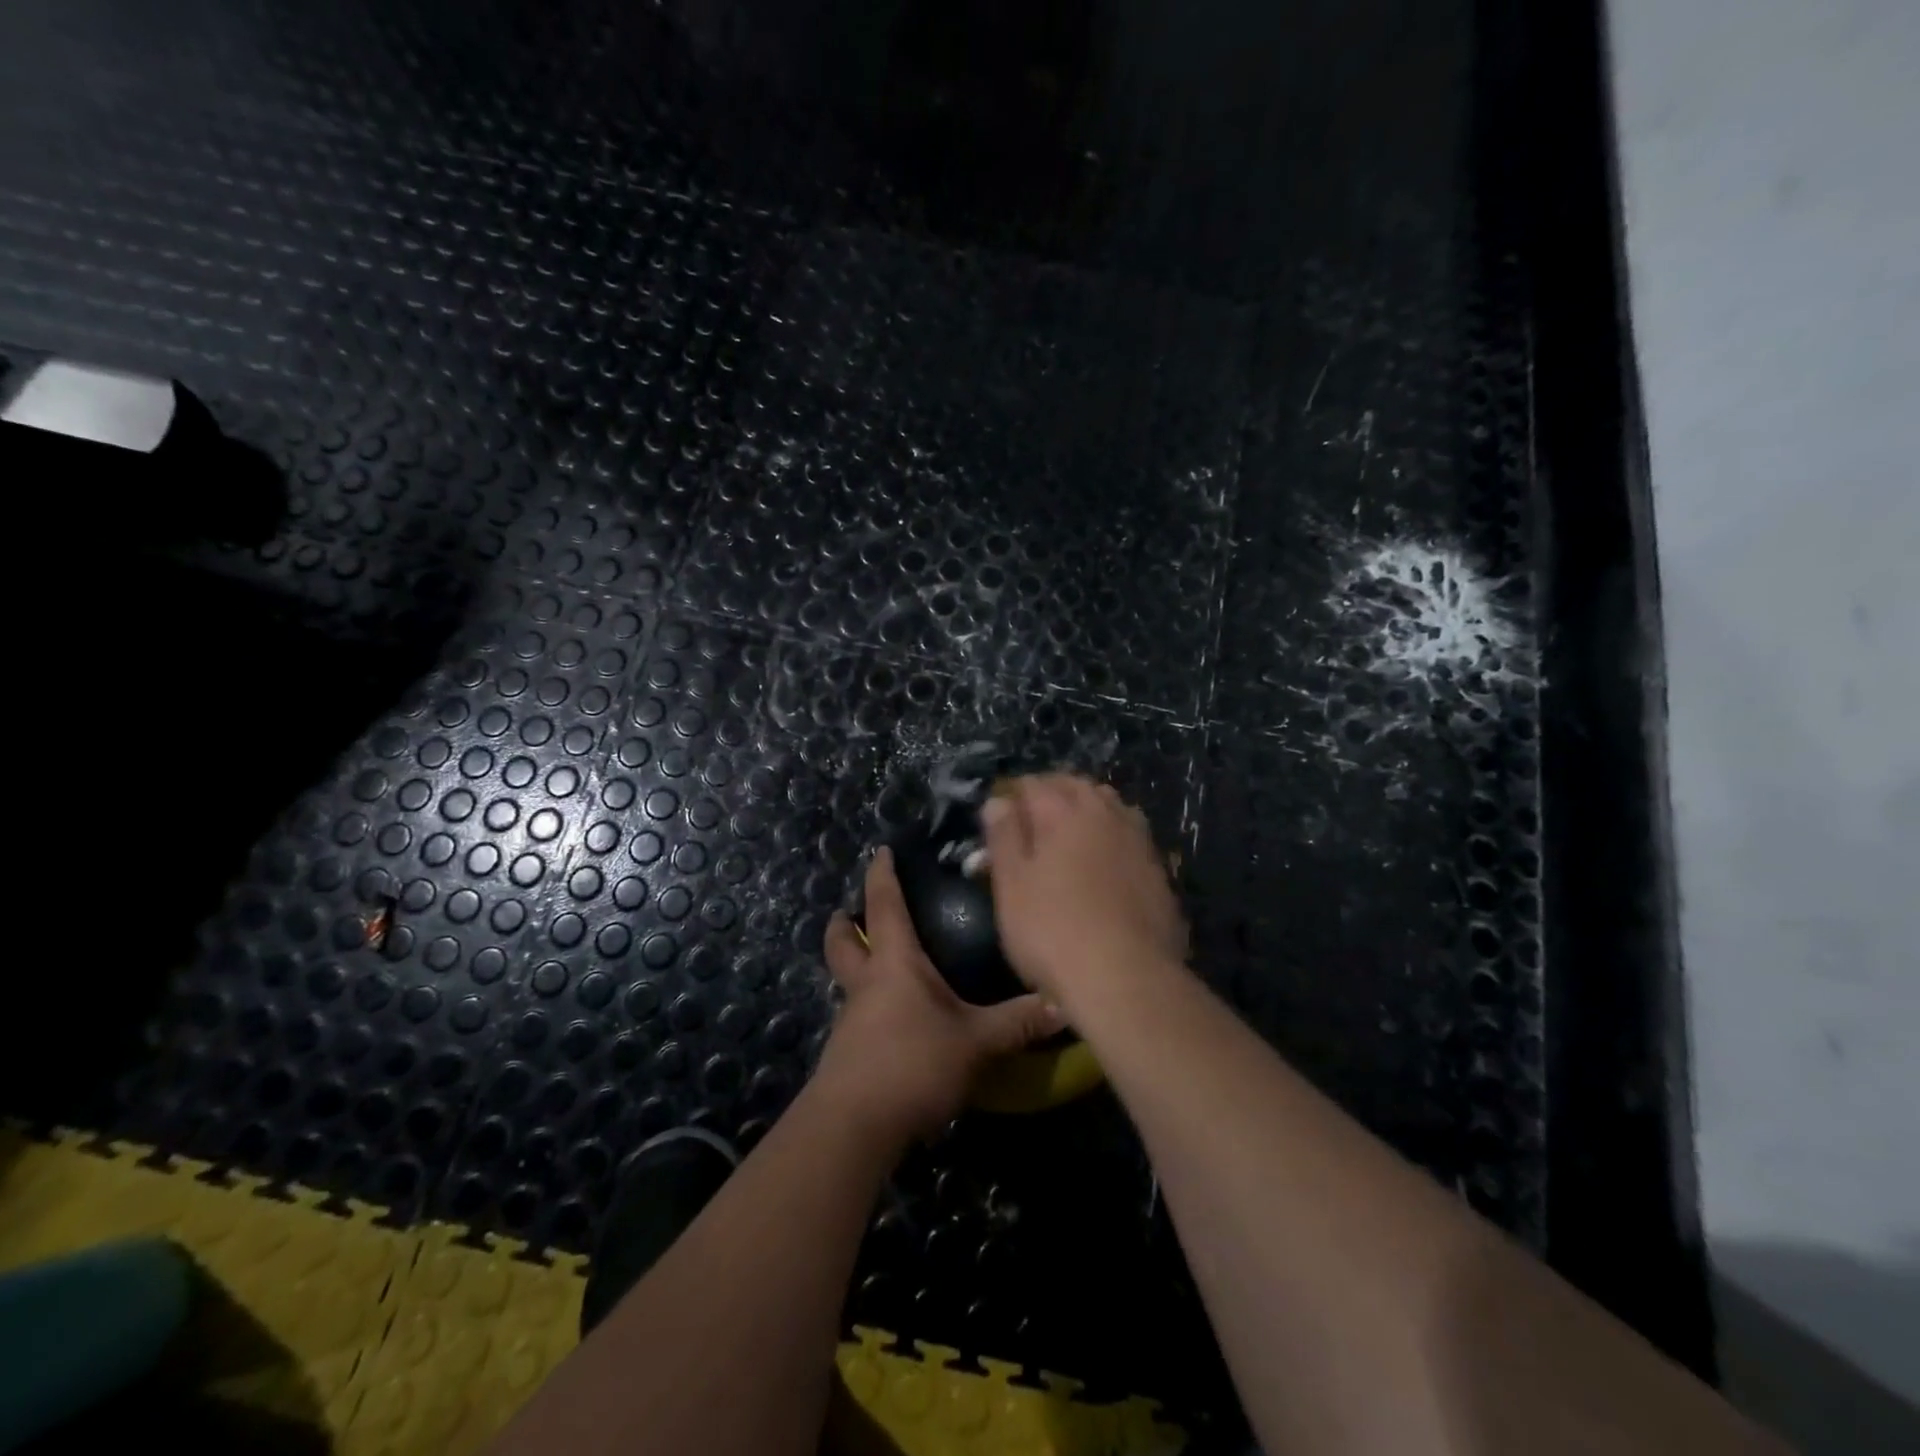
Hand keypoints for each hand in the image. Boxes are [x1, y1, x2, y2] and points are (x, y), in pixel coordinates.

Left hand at [815, 847, 1065, 1147]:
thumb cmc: (914, 1063)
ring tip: (886, 969)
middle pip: (843, 944)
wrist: (855, 1126)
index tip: (880, 852)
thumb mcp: (976, 1042)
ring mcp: (852, 1021)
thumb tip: (1062, 1003)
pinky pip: (858, 1018)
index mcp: (895, 964)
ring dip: (858, 967)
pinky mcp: (848, 1055)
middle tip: (848, 912)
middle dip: (844, 924)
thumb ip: (1018, 1022)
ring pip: (849, 981)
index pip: (885, 906)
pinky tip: (897, 1024)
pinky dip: (871, 1009)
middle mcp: (867, 984)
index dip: (882, 876)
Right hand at [981, 774, 1186, 1007]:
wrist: (1127, 979)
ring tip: (1069, 834)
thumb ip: (1004, 836)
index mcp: (1064, 811)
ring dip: (1088, 809)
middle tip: (1032, 819)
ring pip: (1110, 806)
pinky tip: (1105, 862)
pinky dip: (1113, 836)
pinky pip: (1130, 836)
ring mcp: (1138, 840)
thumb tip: (999, 800)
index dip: (1013, 795)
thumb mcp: (1011, 886)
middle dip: (1052, 793)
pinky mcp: (1159, 870)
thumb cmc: (1053, 931)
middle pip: (1076, 786)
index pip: (1034, 783)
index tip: (1000, 815)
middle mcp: (1106, 814)